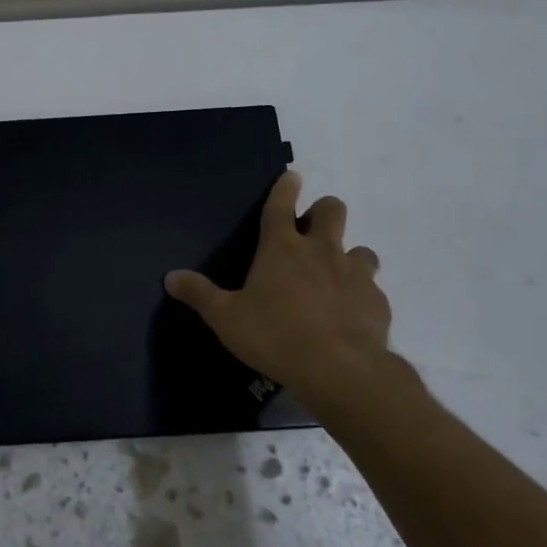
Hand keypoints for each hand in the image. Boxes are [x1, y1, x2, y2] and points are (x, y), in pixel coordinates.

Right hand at [165, 172, 391, 403]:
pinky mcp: (377, 301)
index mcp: (282, 249)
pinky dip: (360, 294)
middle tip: (310, 231)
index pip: (281, 205)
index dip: (285, 187)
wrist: (340, 370)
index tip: (291, 176)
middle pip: (332, 210)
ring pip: (360, 248)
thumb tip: (170, 277)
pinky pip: (372, 287)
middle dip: (322, 212)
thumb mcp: (226, 318)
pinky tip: (350, 313)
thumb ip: (199, 294)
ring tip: (334, 277)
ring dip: (347, 256)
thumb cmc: (275, 336)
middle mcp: (321, 251)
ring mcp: (355, 273)